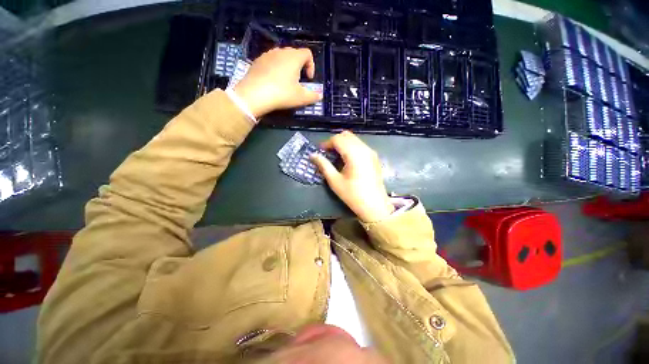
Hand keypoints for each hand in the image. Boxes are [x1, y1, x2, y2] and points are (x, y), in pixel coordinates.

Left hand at [233, 47, 322, 117]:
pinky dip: (275, 69)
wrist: (254, 94)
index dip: (311, 66)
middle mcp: (281, 51)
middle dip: (299, 66)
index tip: (308, 79)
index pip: (307, 54)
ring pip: (281, 57)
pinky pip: (270, 62)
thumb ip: (313, 96)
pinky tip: (272, 82)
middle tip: (298, 81)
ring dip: (287, 67)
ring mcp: (267, 55)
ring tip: (285, 82)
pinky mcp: (257, 61)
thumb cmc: (282, 94)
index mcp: (294, 57)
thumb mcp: (301, 98)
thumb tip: (320, 95)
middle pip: (294, 54)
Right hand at [311, 131, 394, 222]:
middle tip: (327, 152)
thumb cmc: (353, 195)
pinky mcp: (374, 157)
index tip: (320, 150)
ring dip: (343, 143)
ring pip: (354, 139)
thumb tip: (312, 155)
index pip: (338, 139)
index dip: (327, 143)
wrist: (375, 206)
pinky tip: (347, 159)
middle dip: (335, 141)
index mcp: (354, 154)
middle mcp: (364, 149)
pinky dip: (351, 147)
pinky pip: (360, 145)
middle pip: (347, 135)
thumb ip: (323, 165)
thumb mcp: (335, 181)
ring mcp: (371, 152)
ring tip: (335, 155)